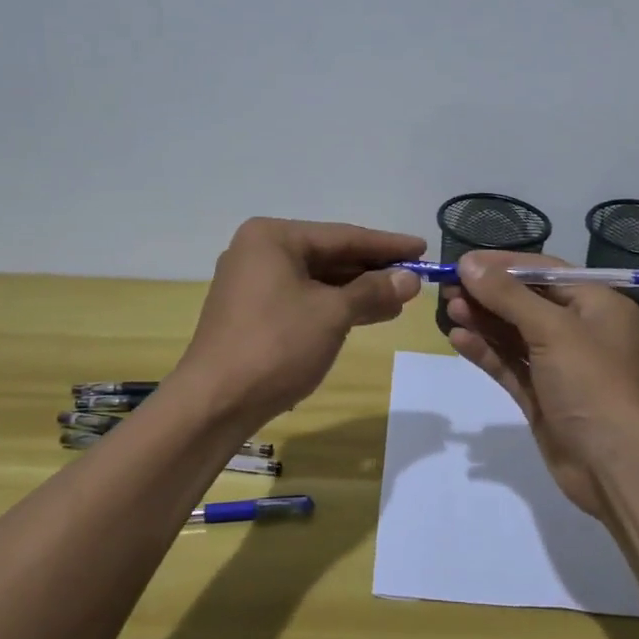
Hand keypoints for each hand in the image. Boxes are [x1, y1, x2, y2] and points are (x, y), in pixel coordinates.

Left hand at [179, 217, 425, 424]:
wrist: (215, 403)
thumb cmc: (276, 345)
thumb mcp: (332, 314)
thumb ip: (373, 291)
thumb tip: (411, 279)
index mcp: (273, 238)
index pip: (343, 236)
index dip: (387, 245)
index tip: (423, 248)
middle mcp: (259, 252)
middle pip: (330, 255)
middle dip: (373, 270)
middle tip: (416, 278)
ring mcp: (252, 283)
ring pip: (318, 280)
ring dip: (357, 291)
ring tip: (400, 301)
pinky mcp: (253, 313)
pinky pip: (303, 299)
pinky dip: (335, 306)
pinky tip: (366, 315)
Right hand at [445, 251, 638, 520]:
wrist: (618, 468)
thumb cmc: (594, 385)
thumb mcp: (553, 330)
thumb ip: (508, 296)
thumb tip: (469, 264)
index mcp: (598, 305)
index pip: (545, 272)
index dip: (503, 265)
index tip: (464, 262)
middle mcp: (581, 331)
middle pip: (527, 302)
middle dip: (488, 295)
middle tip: (448, 289)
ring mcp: (561, 366)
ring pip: (515, 334)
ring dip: (483, 321)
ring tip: (449, 310)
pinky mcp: (543, 396)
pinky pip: (510, 365)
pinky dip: (486, 352)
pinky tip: (458, 340)